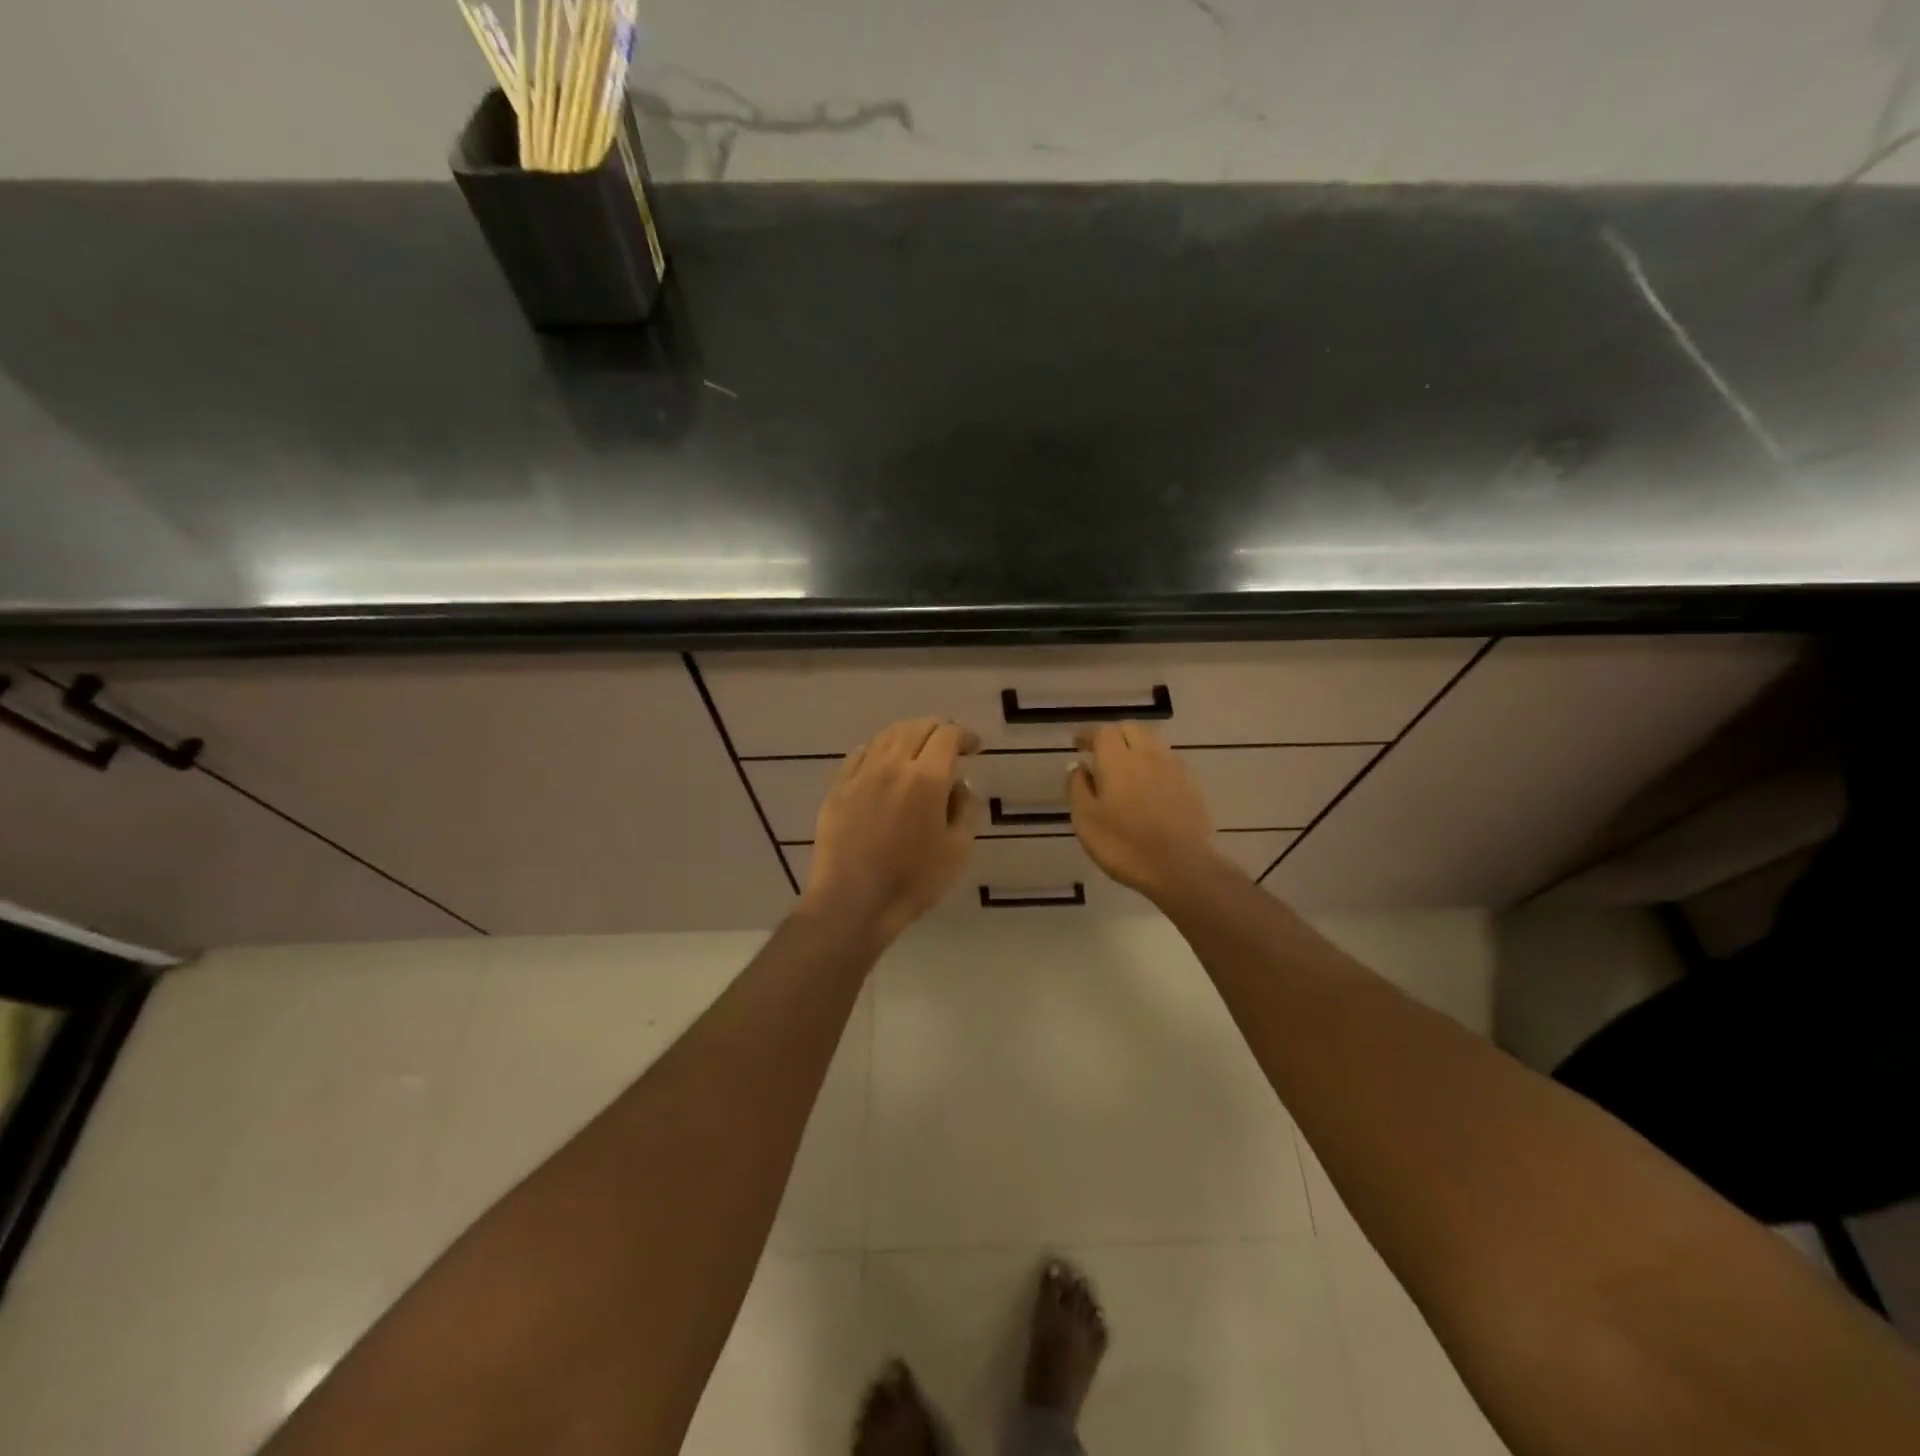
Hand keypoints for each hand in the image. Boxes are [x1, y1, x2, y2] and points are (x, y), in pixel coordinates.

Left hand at [801, 718, 980, 943]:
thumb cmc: (913, 881)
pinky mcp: (838, 788)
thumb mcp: (957, 850)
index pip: (947, 735)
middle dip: (938, 730)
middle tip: (950, 746)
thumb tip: (959, 784)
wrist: (853, 903)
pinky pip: (860, 754)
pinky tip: (884, 764)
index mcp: (926, 778)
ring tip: (918, 751)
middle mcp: (891, 765)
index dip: (964, 735)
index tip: (974, 747)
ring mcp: (860, 775)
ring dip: (908, 735)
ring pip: (886, 736)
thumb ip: (965, 809)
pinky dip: (879, 750)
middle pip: (916, 727)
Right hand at [1068, 723, 1239, 903]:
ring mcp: (1173, 769)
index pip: (1102, 732)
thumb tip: (1077, 765)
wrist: (1182, 868)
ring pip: (1153, 741)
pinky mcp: (1191, 785)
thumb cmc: (1124, 846)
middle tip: (1100, 750)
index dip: (1088, 734)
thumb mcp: (1086, 820)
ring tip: (1124, 762)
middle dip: (1114, 734)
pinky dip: (1154, 761)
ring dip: (1136, 743)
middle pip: (1131, 728)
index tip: (1077, 745)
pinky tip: (1148, 780)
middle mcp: (1147, 756)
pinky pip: (1168, 760)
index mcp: (1118, 760)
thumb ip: (1078, 788)